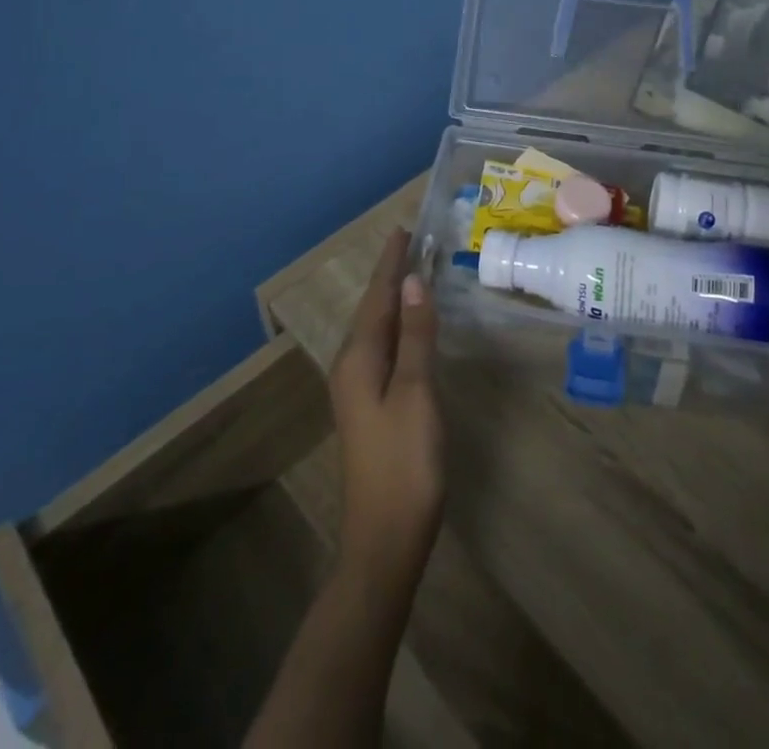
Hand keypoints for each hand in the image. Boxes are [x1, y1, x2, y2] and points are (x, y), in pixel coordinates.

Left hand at [329, 228, 444, 589]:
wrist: (385, 540)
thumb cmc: (405, 463)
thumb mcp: (416, 393)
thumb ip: (416, 336)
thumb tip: (413, 281)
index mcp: (359, 358)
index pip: (377, 296)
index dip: (391, 262)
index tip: (403, 229)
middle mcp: (351, 367)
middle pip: (372, 309)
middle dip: (390, 275)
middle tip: (413, 242)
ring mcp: (358, 390)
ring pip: (376, 329)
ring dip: (394, 299)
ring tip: (413, 272)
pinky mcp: (370, 407)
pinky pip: (383, 349)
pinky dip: (398, 326)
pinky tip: (410, 328)